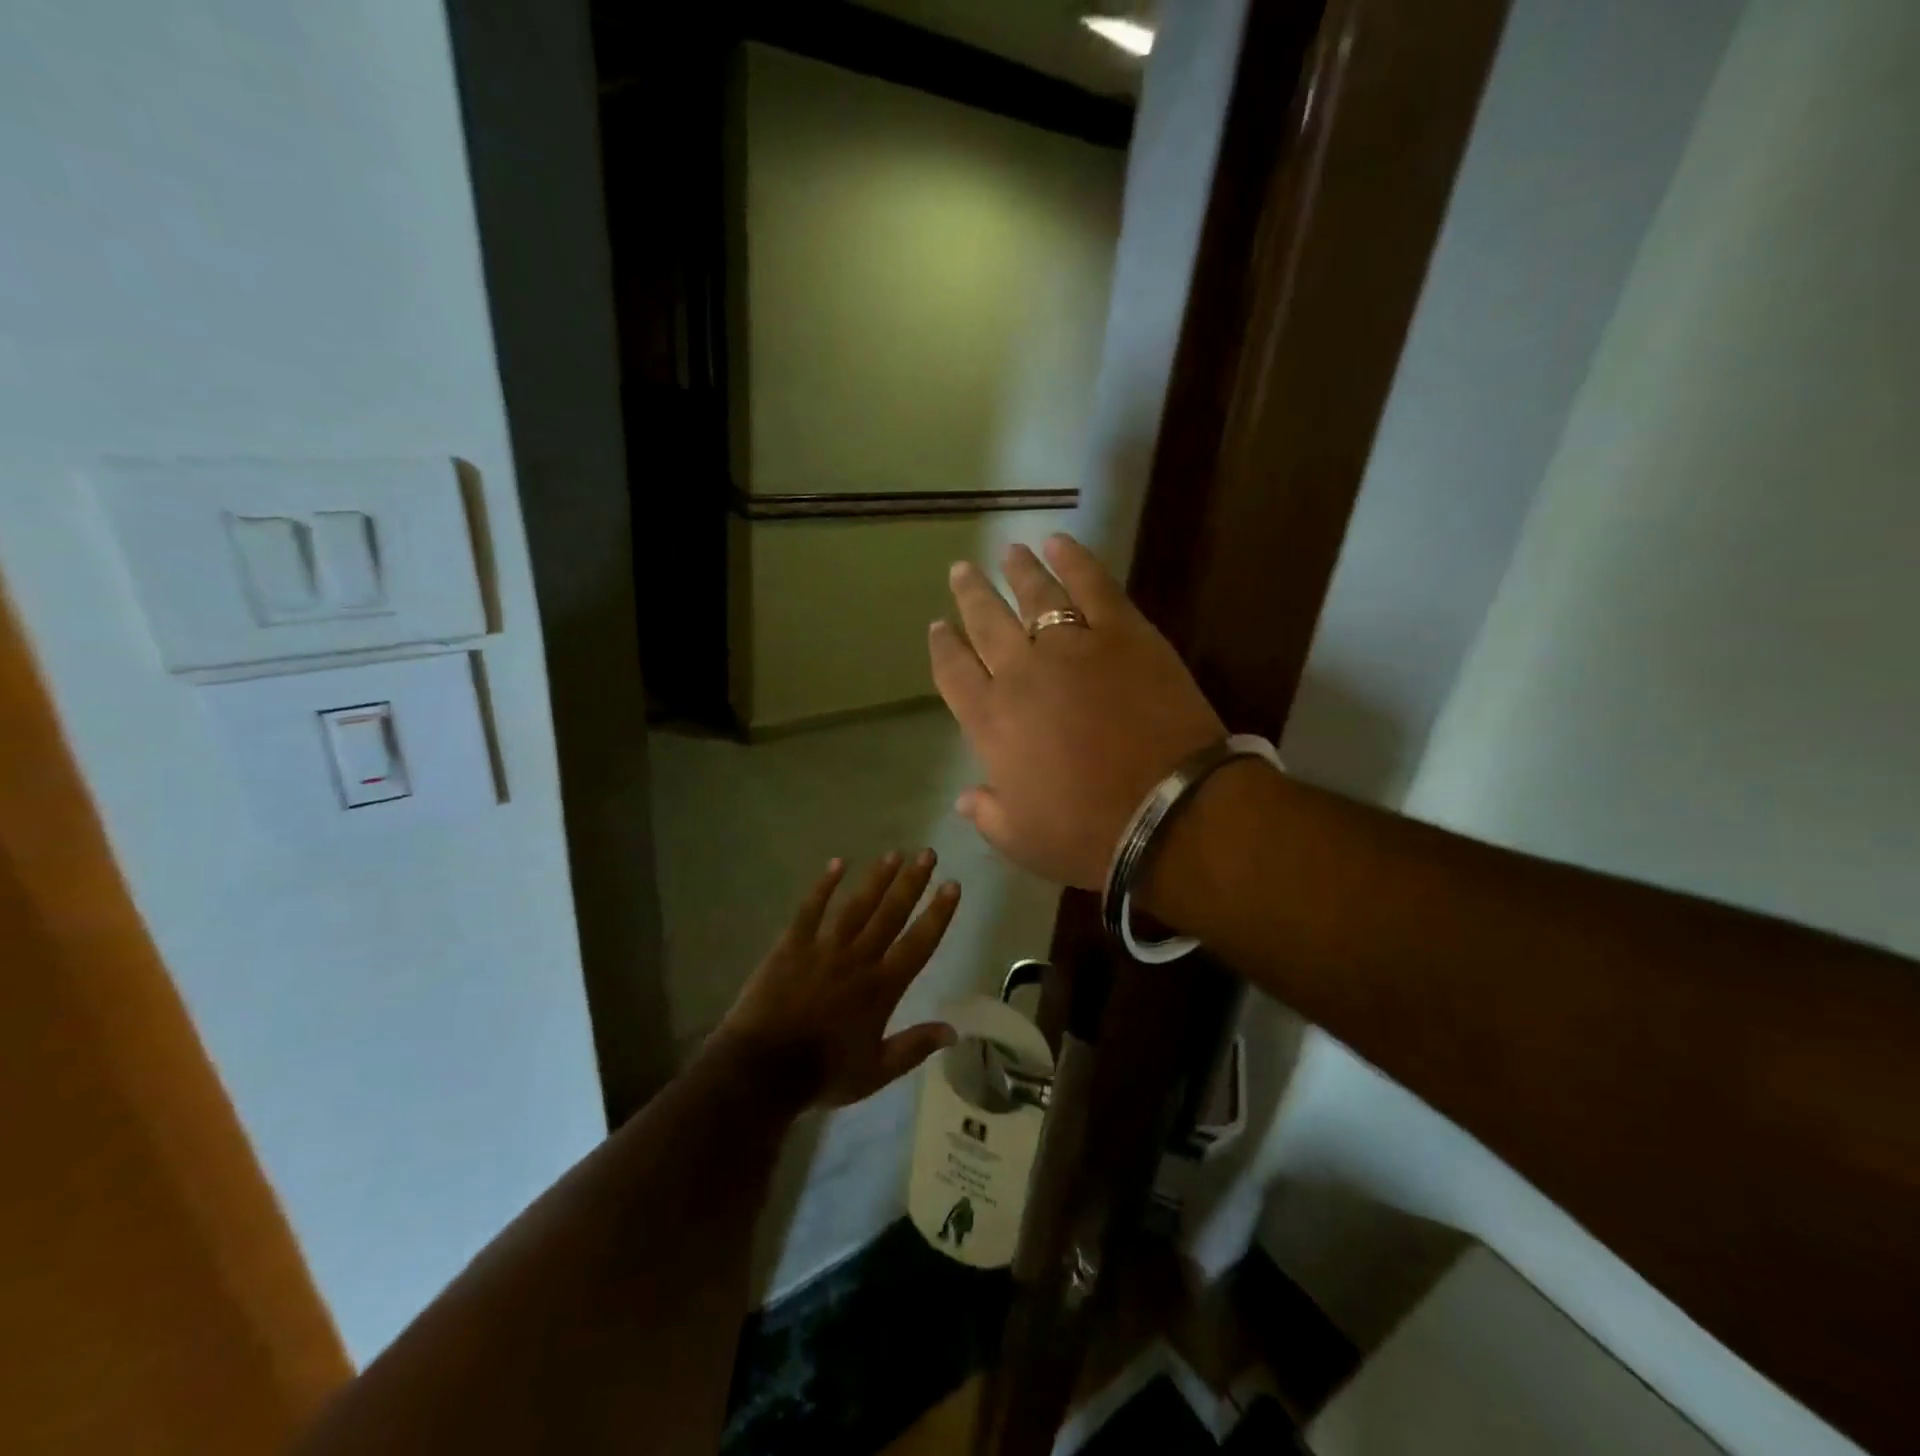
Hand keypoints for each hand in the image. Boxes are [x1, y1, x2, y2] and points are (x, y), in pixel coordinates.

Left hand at [717, 851, 961, 1108]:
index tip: (952, 884)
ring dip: (877, 878)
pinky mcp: (792, 945)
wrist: (762, 1070)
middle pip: (890, 913)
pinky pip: (810, 909)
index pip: (918, 943)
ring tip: (894, 853)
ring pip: (856, 905)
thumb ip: (914, 1047)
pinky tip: (837, 863)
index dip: (938, 913)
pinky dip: (823, 886)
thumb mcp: (876, 1070)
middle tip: (928, 853)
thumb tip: (953, 1031)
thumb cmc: (823, 1074)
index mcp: (882, 987)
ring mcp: (824, 948)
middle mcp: (858, 959)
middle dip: (912, 882)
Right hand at [929, 533, 1224, 890]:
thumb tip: (964, 797)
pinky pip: (1092, 584)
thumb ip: (987, 812)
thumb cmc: (1088, 834)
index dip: (943, 646)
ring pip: (1034, 595)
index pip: (953, 672)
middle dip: (969, 595)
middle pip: (986, 622)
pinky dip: (1074, 559)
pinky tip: (1059, 542)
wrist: (1168, 814)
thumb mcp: (1021, 839)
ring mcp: (1072, 646)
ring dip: (1017, 570)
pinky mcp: (1123, 632)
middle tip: (960, 571)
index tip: (938, 627)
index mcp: (990, 721)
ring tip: (1007, 552)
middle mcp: (1021, 673)